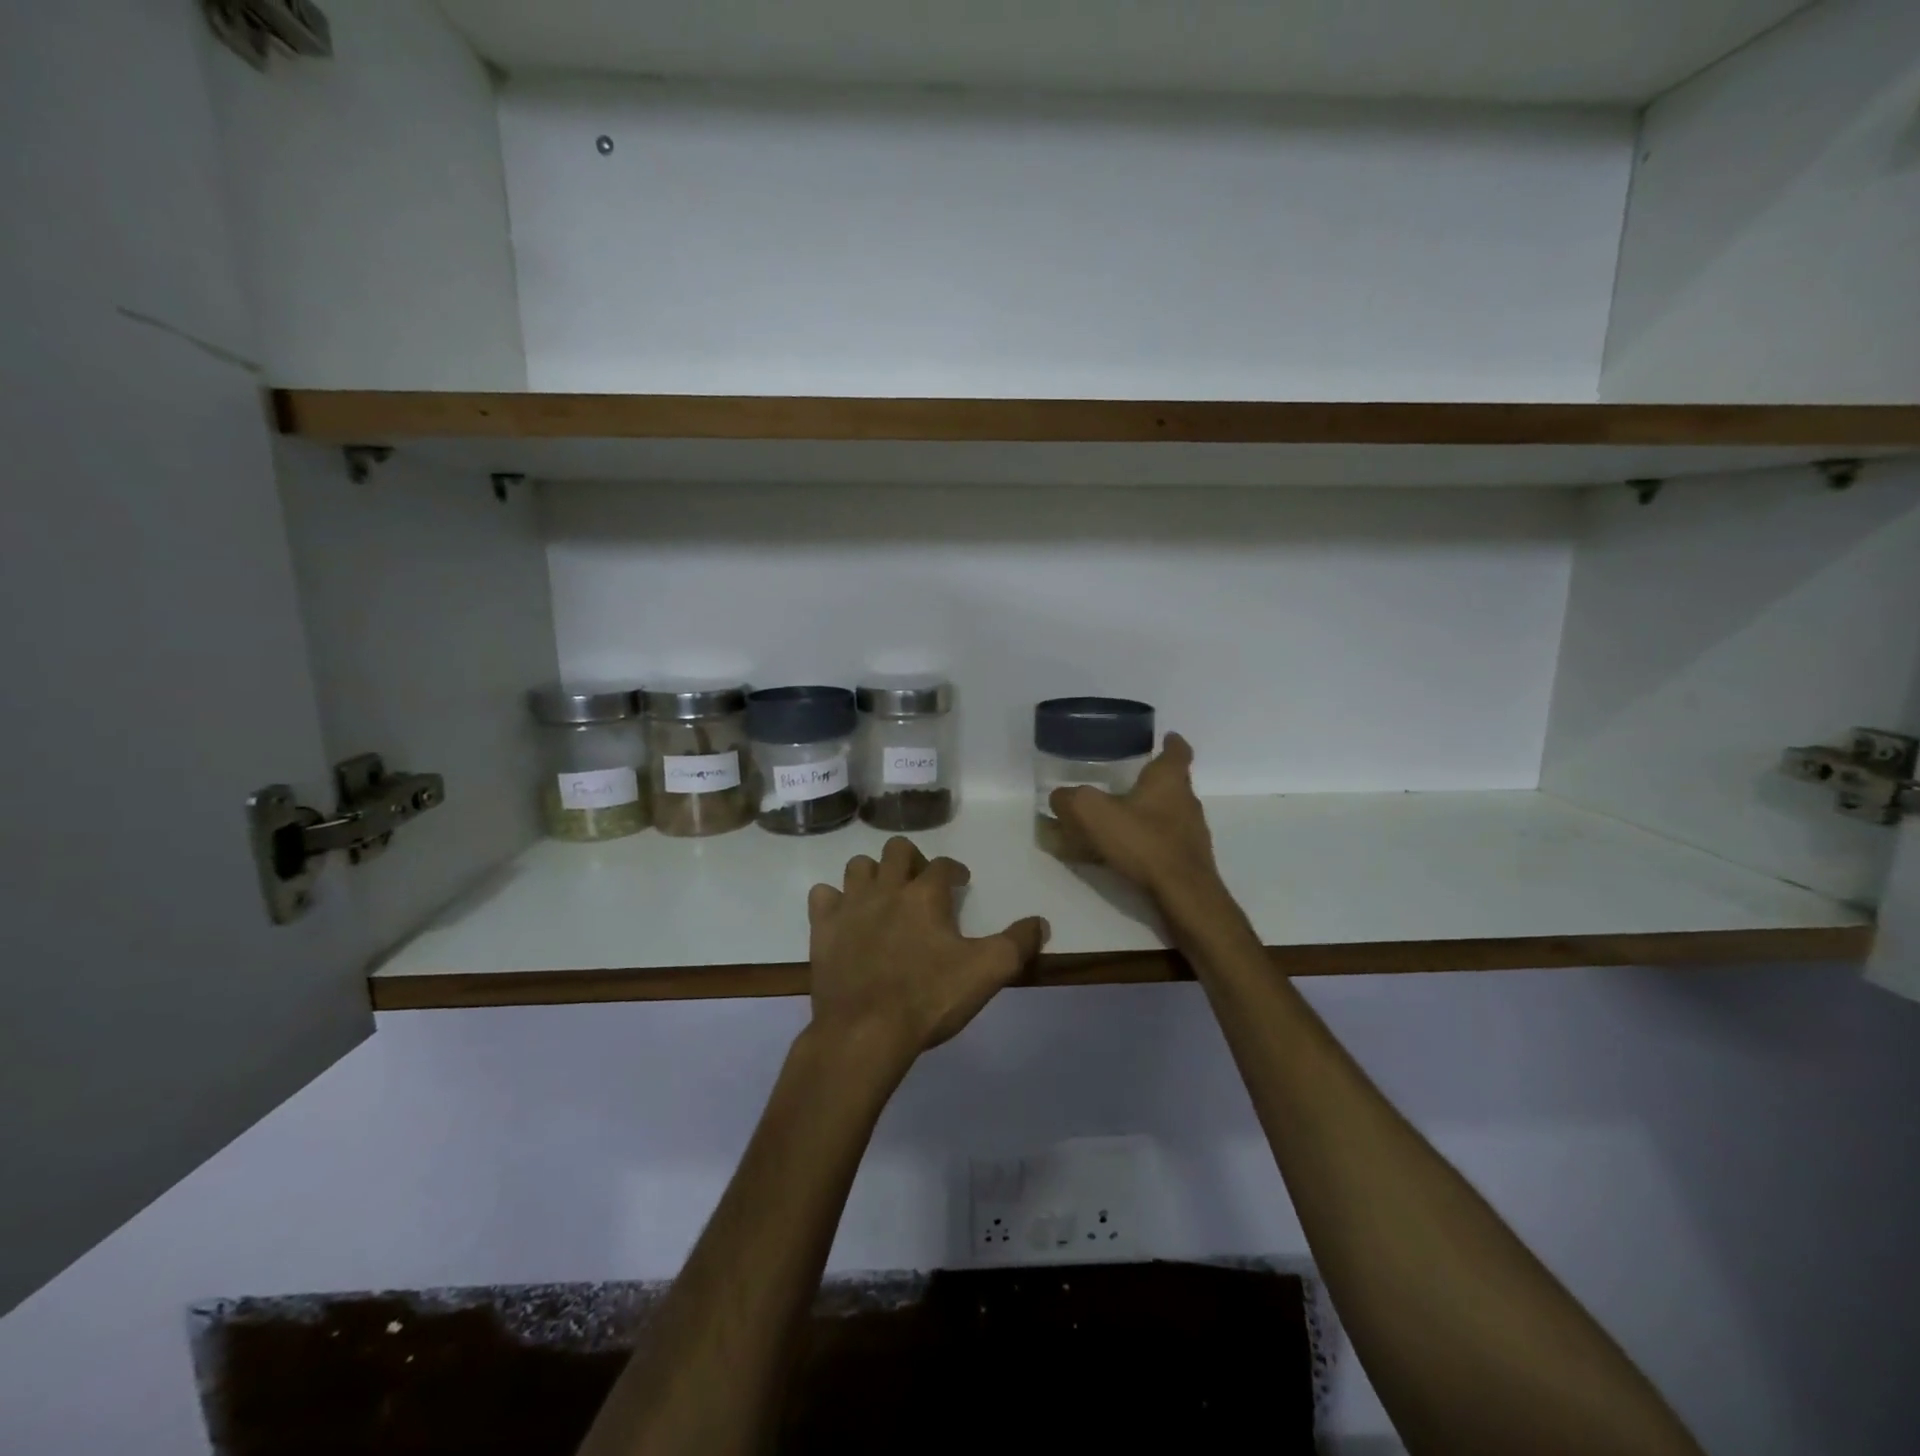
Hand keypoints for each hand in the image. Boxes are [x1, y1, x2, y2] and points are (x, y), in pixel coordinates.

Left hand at [806, 837, 1048, 1071]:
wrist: (864, 1032)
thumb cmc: (929, 999)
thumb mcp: (987, 972)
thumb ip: (1017, 943)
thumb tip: (1041, 923)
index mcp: (925, 895)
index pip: (944, 865)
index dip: (955, 870)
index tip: (961, 883)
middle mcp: (886, 889)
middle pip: (897, 850)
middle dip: (912, 860)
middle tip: (921, 885)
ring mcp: (850, 906)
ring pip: (858, 866)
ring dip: (873, 874)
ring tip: (884, 896)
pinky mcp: (823, 928)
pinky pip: (823, 896)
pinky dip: (835, 900)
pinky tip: (847, 917)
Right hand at [1049, 733, 1224, 914]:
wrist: (1183, 894)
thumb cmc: (1143, 842)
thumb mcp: (1092, 813)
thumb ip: (1070, 800)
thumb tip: (1059, 797)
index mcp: (1169, 779)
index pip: (1178, 750)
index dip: (1171, 742)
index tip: (1165, 736)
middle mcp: (1187, 800)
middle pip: (1173, 782)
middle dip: (1152, 780)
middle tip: (1125, 780)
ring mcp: (1193, 832)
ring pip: (1170, 813)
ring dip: (1150, 813)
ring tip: (1121, 819)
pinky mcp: (1190, 860)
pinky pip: (1167, 842)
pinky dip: (1150, 841)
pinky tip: (1127, 853)